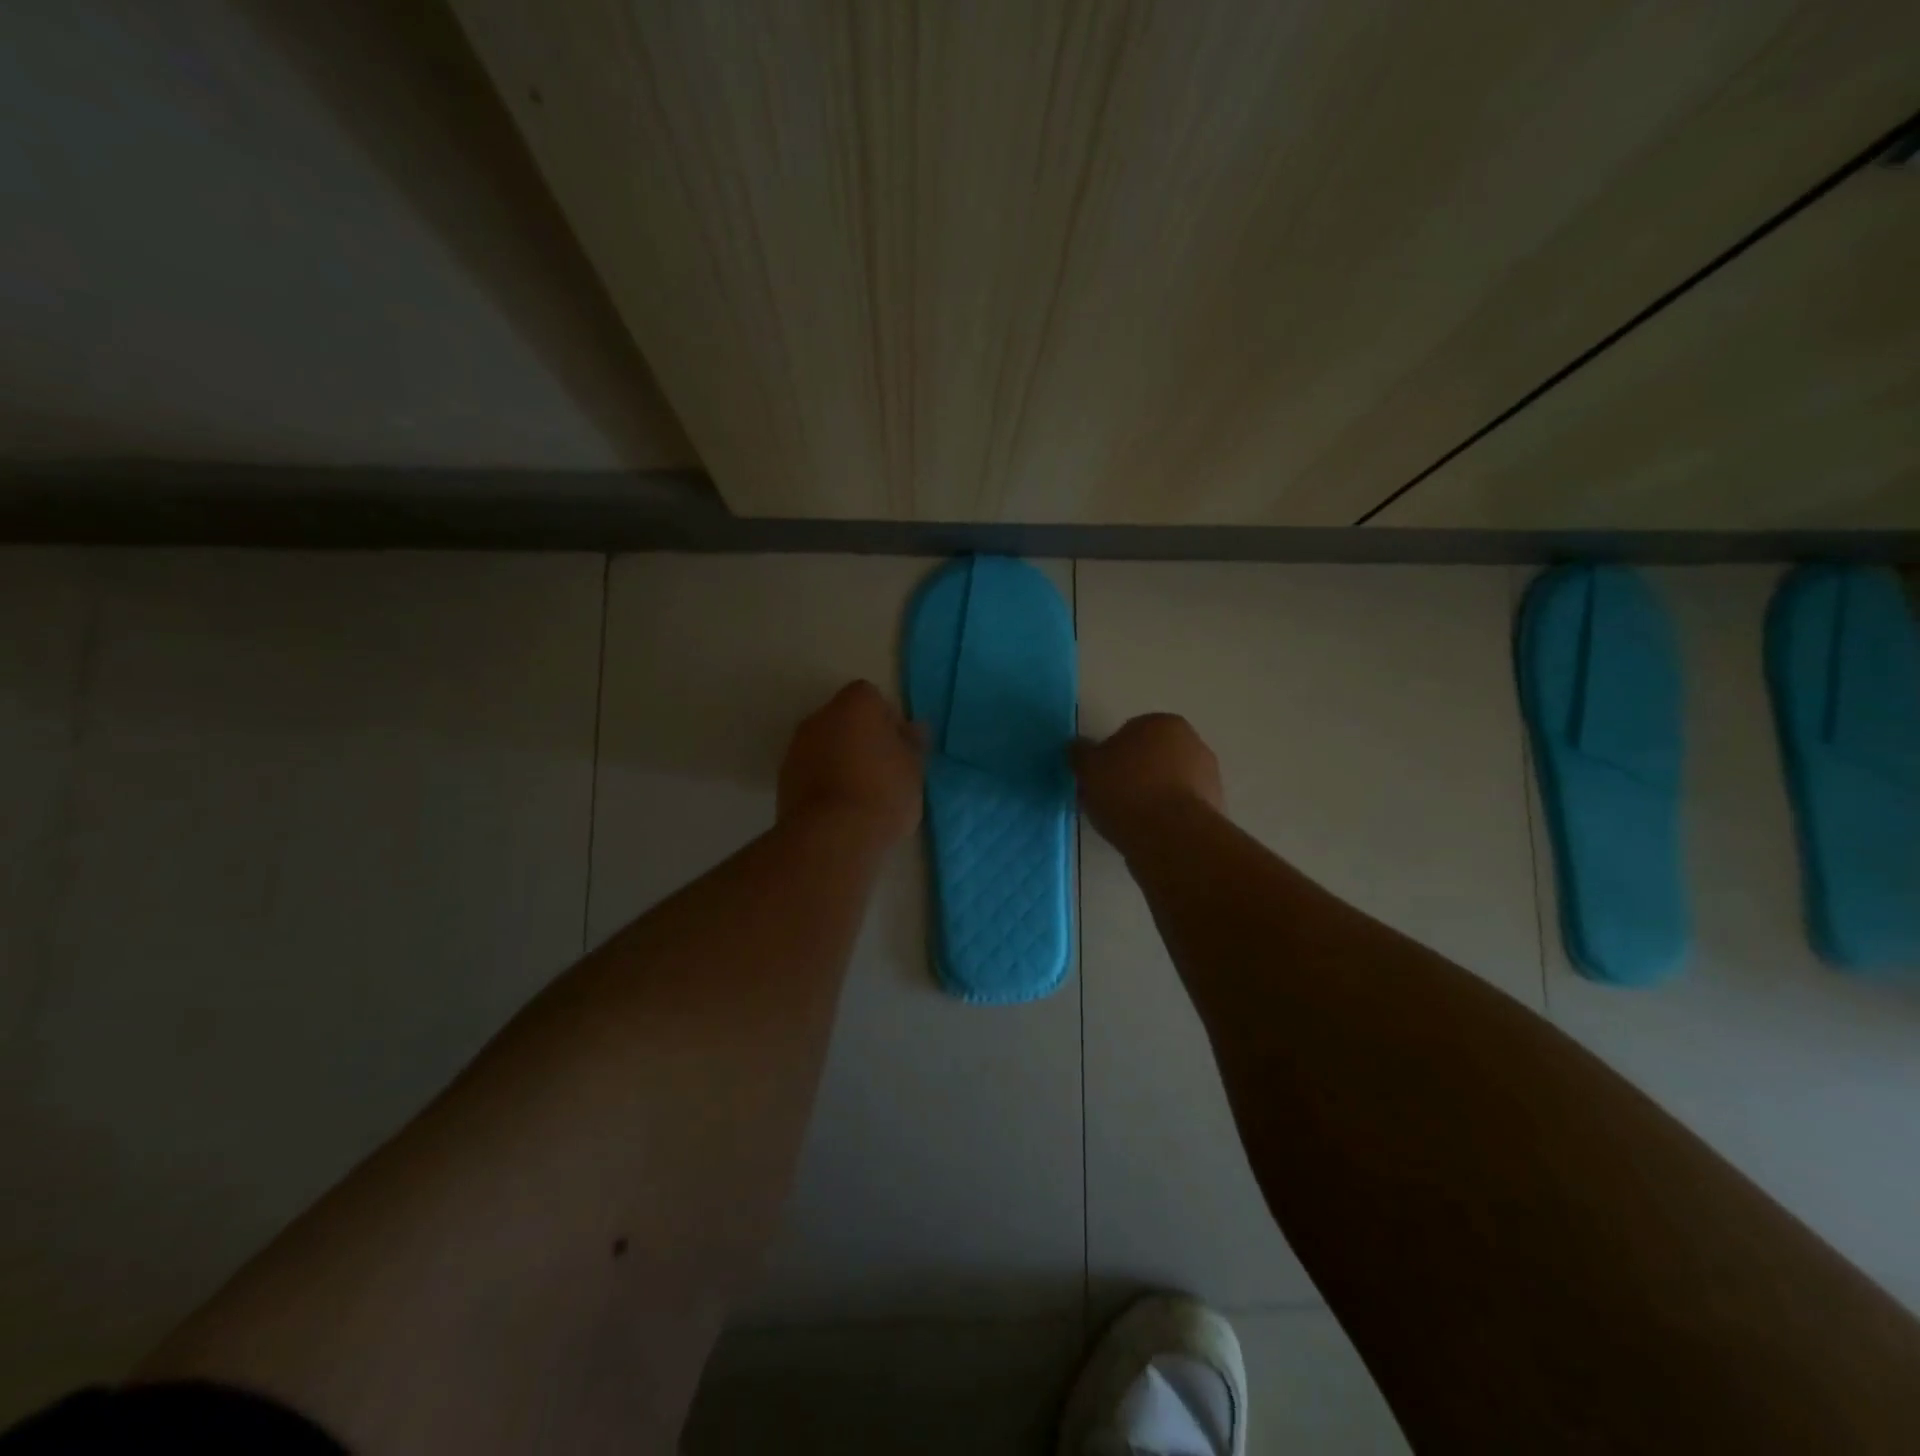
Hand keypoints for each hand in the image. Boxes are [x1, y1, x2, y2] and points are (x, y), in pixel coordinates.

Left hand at [778, 680, 925, 845]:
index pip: (871, 697)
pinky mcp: (784, 778)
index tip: (899, 747)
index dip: (886, 719)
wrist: (831, 837)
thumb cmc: (883, 794)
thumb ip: (912, 745)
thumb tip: (911, 730)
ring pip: (826, 744)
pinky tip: (841, 807)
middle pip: (844, 718)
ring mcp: (797, 747)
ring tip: (862, 793)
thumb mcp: (913, 770)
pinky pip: (811, 769)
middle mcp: (821, 717)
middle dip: (862, 737)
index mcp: (855, 706)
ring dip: (841, 759)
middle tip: (883, 769)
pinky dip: (824, 779)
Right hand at [1072, 714, 1223, 845]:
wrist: (1171, 837)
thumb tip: (1079, 747)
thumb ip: (1081, 753)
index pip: (1128, 733)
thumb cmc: (1127, 791)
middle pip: (1150, 758)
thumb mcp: (1089, 768)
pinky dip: (1163, 818)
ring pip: (1165, 784)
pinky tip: (1146, 834)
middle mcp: (1192, 743)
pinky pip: (1178, 809)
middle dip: (1131, 775)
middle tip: (1107, 800)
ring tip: (1124, 822)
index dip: (1108, 757)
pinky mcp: (1214, 809)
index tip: (1097, 779)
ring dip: (1148, 798)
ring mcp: (1208, 777)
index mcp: (1163, 723)